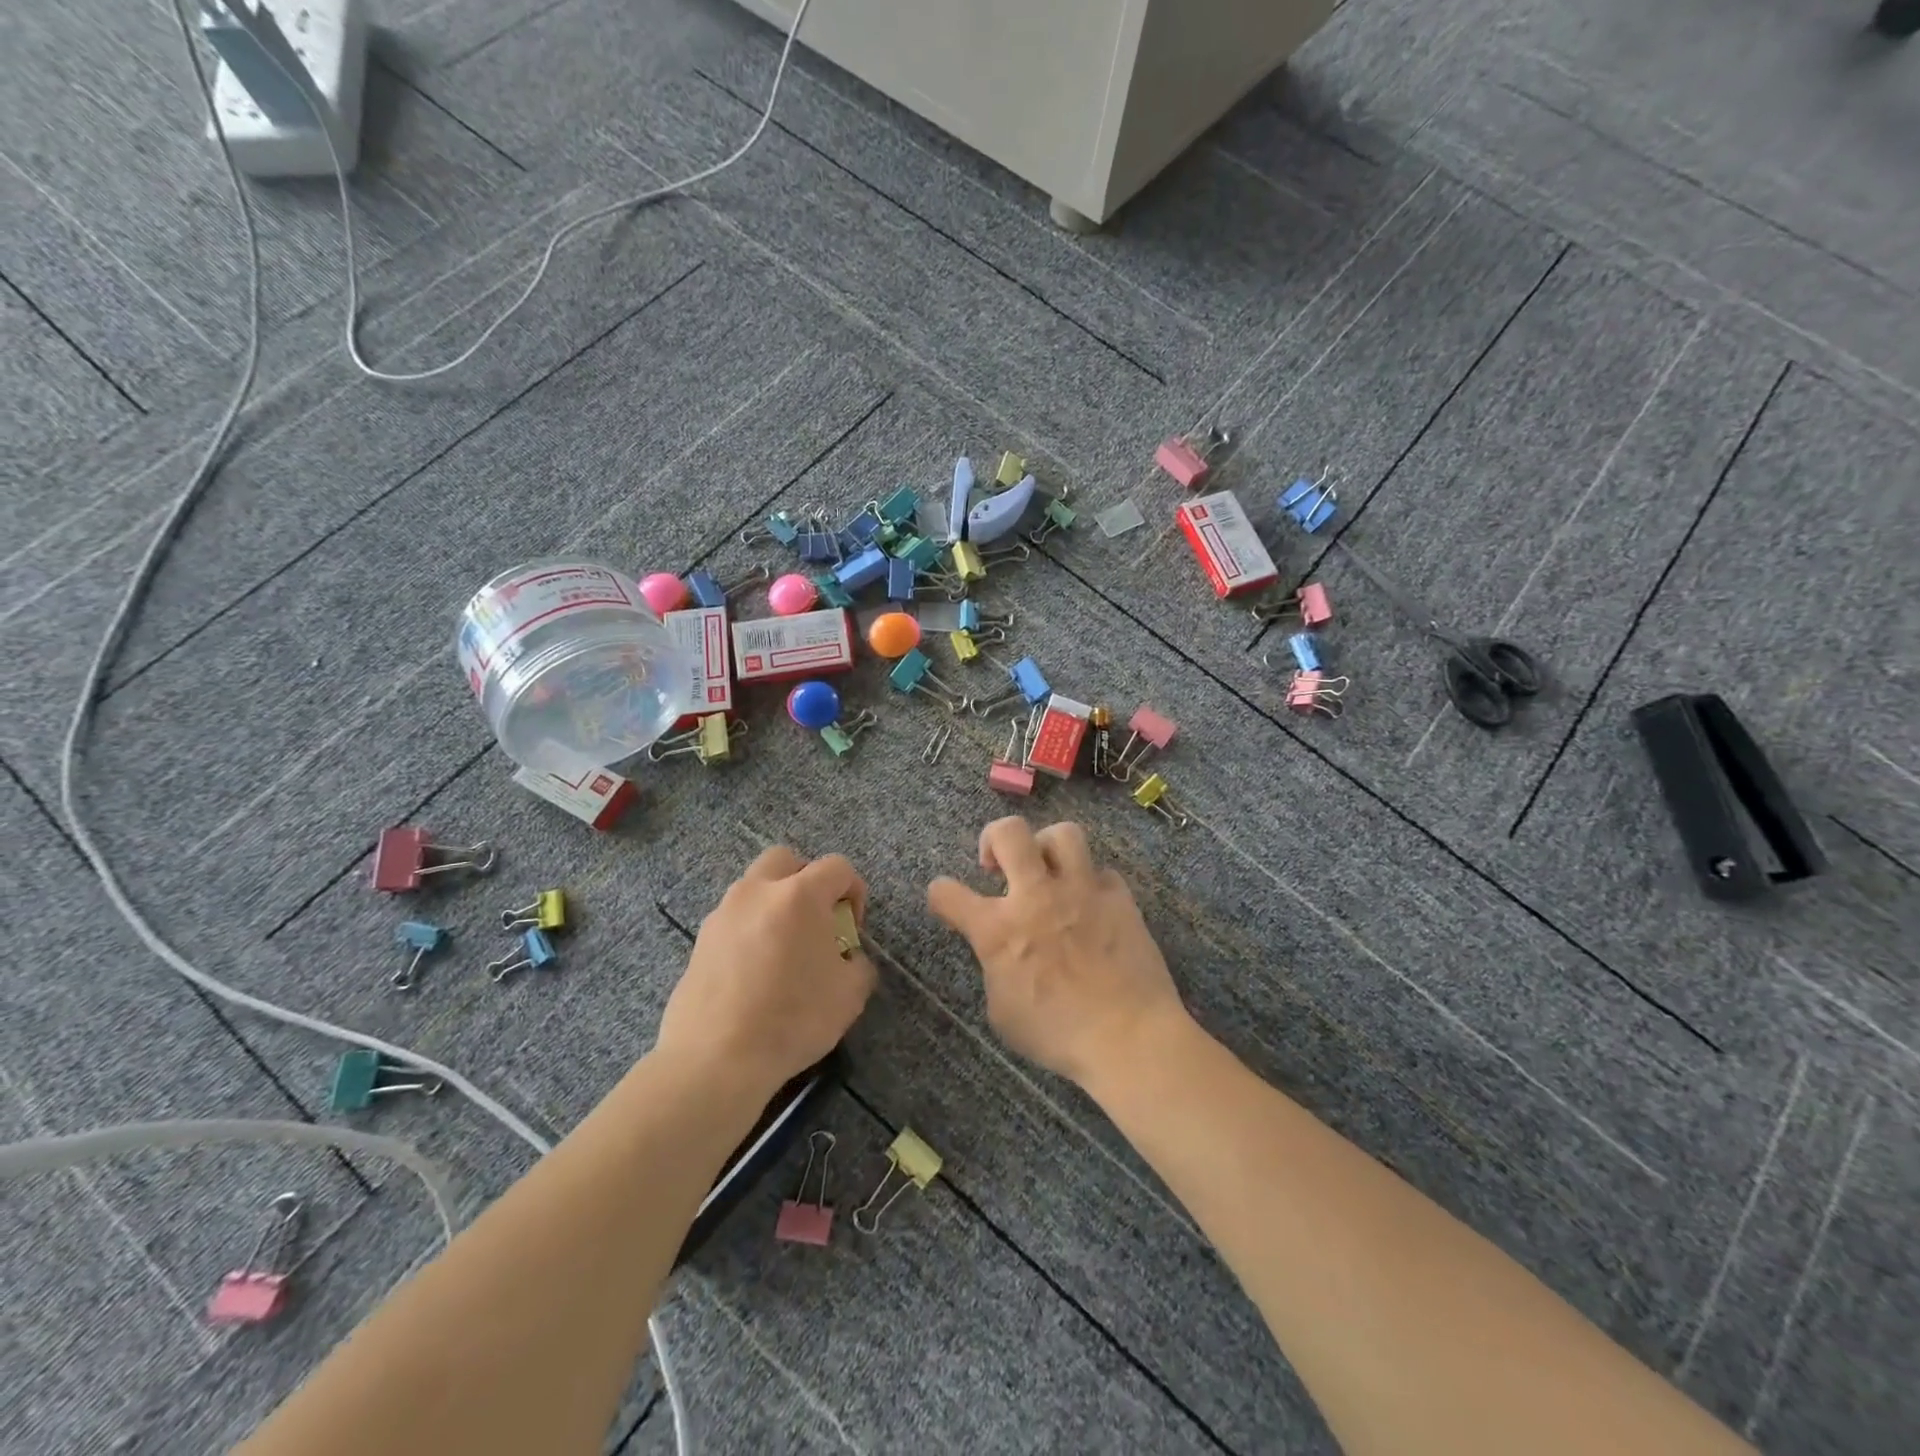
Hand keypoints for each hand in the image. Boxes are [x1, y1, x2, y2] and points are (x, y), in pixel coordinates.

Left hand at [657, 847, 876, 1097]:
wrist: (715, 1059)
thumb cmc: (792, 1019)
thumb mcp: (850, 995)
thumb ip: (858, 964)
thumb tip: (848, 959)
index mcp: (800, 895)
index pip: (837, 867)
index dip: (854, 891)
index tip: (852, 928)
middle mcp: (758, 891)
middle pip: (786, 860)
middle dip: (806, 880)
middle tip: (815, 920)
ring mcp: (723, 913)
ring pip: (754, 887)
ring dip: (774, 904)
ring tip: (783, 949)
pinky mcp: (700, 940)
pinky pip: (733, 919)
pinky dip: (749, 930)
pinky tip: (754, 971)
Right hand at [926, 817, 1189, 1088]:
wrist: (1129, 1038)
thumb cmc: (1057, 1035)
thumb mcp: (1002, 1012)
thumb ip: (995, 969)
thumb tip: (1001, 954)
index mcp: (999, 930)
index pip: (948, 893)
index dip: (941, 894)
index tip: (946, 899)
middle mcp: (1037, 897)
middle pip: (1009, 832)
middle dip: (993, 837)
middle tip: (998, 863)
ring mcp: (1082, 891)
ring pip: (1063, 834)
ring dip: (1047, 847)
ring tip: (1047, 870)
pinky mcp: (1120, 898)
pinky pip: (1102, 872)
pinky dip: (1091, 883)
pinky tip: (1091, 905)